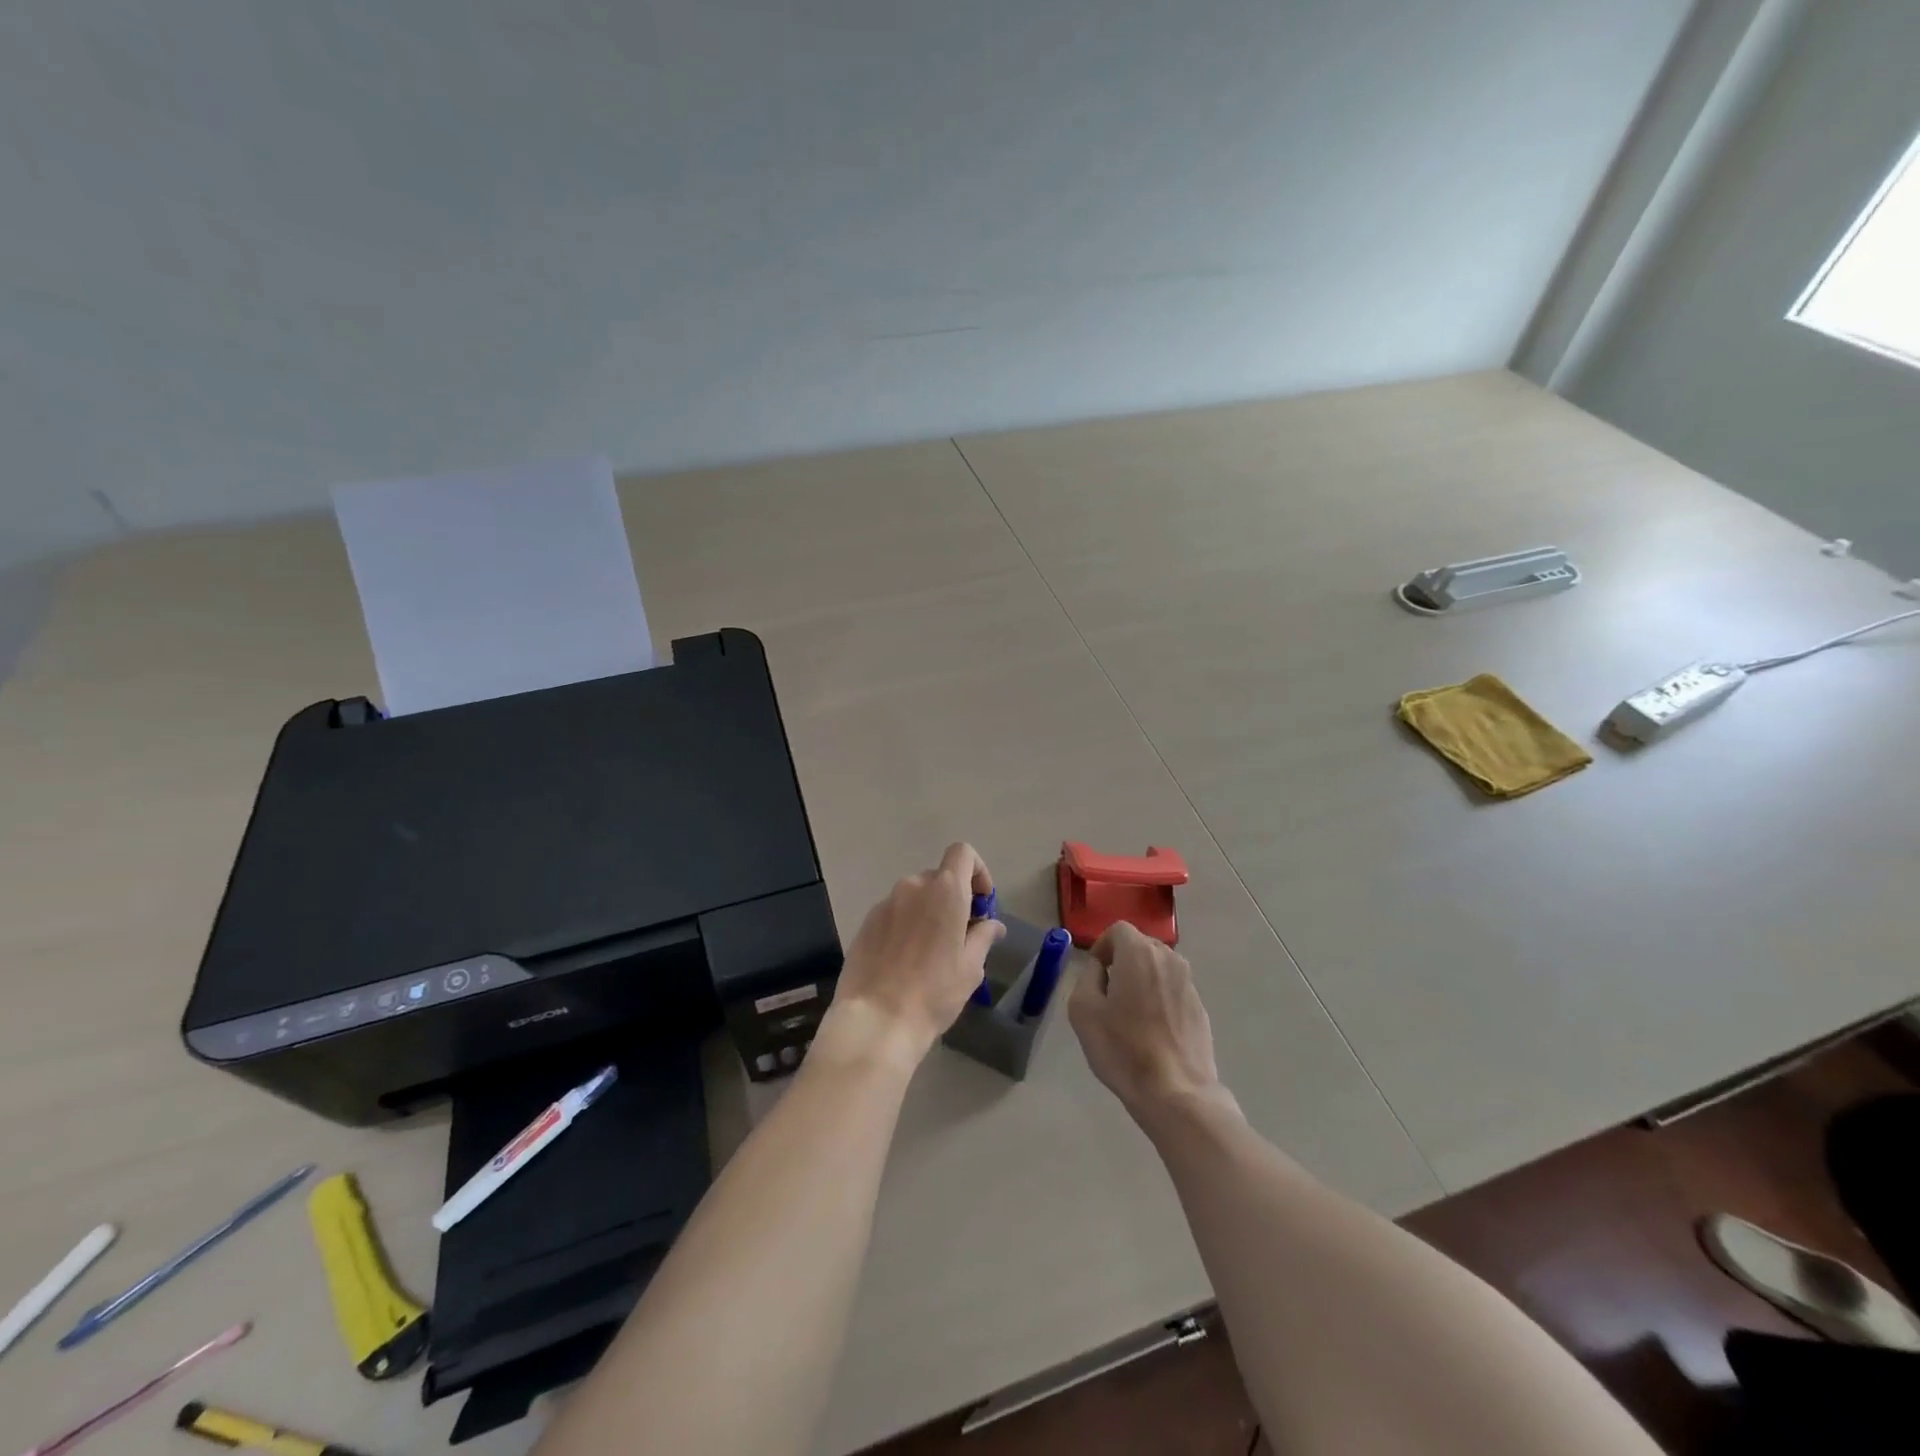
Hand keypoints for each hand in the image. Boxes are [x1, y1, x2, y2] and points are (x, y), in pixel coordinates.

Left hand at [819, 843, 1004, 1069]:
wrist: (877, 1019)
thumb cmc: (934, 992)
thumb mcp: (970, 968)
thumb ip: (983, 937)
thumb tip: (992, 925)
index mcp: (945, 891)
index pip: (963, 853)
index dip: (977, 870)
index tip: (981, 902)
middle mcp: (913, 887)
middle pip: (939, 877)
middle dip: (953, 898)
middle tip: (960, 934)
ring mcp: (885, 903)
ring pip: (915, 897)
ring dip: (928, 912)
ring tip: (931, 952)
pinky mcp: (866, 922)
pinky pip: (894, 913)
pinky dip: (905, 925)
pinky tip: (904, 960)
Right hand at [1068, 921, 1231, 1123]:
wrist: (1176, 1092)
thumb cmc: (1123, 1048)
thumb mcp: (1083, 1010)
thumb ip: (1087, 977)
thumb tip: (1100, 969)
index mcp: (1139, 953)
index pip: (1118, 929)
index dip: (1102, 946)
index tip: (1095, 974)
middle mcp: (1169, 959)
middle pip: (1141, 945)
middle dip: (1123, 961)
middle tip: (1109, 994)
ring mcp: (1189, 983)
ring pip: (1159, 967)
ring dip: (1142, 979)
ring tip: (1131, 1014)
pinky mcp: (1200, 1007)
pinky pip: (1173, 990)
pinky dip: (1160, 998)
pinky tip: (1152, 1031)